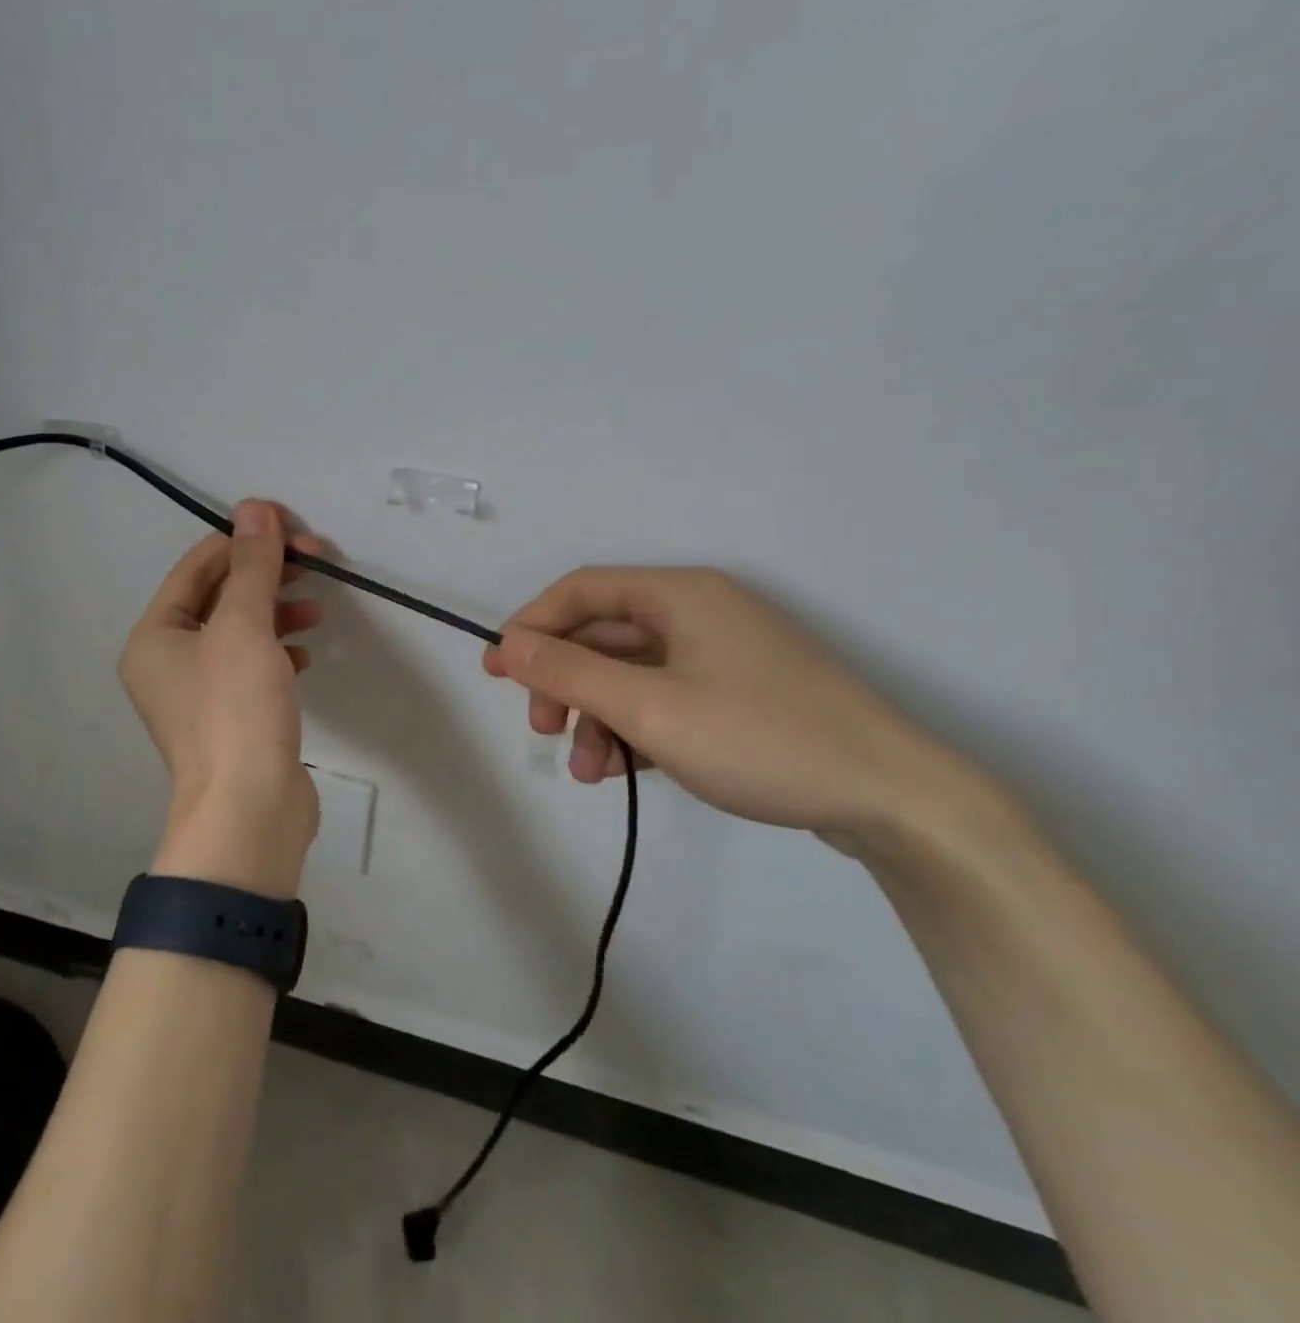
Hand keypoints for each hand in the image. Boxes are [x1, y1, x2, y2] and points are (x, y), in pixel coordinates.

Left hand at [119, 500, 326, 896]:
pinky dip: (278, 651)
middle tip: (316, 562)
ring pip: (240, 632)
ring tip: (315, 610)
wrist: (249, 811)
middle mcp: (168, 662)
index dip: (245, 540)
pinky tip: (307, 653)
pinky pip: (252, 667)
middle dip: (267, 576)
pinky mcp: (231, 718)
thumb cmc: (236, 710)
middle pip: (220, 598)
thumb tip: (256, 507)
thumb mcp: (245, 626)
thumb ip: (253, 565)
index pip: (199, 566)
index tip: (294, 529)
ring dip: (277, 612)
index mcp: (155, 635)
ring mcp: (199, 694)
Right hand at [482, 567, 982, 849]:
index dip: (532, 625)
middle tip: (542, 731)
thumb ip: (570, 673)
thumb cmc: (760, 738)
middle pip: (604, 635)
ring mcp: (723, 654)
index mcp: (679, 595)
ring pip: (632, 674)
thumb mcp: (649, 708)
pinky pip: (665, 697)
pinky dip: (637, 728)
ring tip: (590, 773)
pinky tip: (628, 770)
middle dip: (565, 683)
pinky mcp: (740, 693)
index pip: (581, 591)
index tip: (498, 672)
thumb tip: (508, 644)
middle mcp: (699, 612)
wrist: (893, 799)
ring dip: (598, 717)